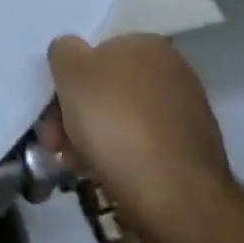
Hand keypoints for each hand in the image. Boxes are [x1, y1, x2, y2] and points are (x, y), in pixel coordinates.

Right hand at [42, 33, 233, 233]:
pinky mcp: (192, 156)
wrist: (176, 197)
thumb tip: (71, 54)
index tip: (51, 109)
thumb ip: (64, 51)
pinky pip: (144, 148)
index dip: (68, 79)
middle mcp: (174, 73)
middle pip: (108, 88)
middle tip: (55, 142)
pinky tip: (104, 176)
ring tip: (73, 165)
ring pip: (122, 120)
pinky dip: (121, 158)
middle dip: (76, 113)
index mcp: (148, 45)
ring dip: (92, 138)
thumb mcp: (71, 71)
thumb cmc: (116, 122)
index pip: (97, 52)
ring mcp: (187, 116)